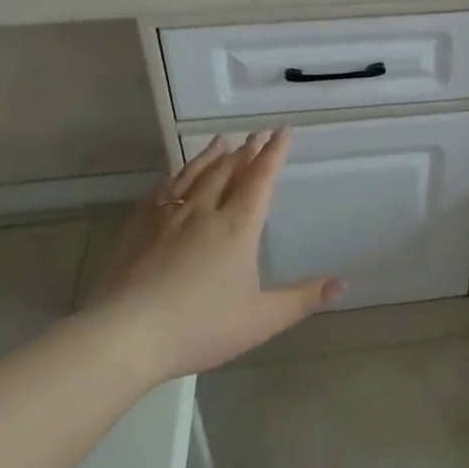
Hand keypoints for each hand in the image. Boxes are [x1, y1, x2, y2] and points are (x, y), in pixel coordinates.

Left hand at [84, 130, 343, 377]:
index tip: (282, 132)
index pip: (260, 180)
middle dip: (245, 151)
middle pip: (228, 171)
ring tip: (221, 141)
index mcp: (237, 227)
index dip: (274, 154)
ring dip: (211, 156)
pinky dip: (174, 176)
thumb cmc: (199, 327)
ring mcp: (167, 217)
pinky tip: (174, 175)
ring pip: (193, 175)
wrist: (125, 335)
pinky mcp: (137, 228)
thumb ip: (303, 299)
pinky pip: (161, 191)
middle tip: (255, 135)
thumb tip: (344, 285)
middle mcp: (204, 212)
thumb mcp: (261, 319)